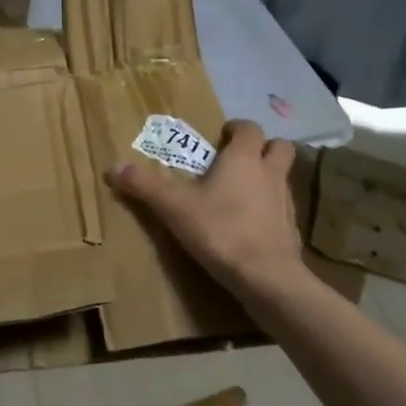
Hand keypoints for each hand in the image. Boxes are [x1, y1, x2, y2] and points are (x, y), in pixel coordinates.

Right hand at [106, 119, 307, 299]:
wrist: (265, 276)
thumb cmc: (220, 229)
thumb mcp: (173, 207)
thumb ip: (144, 186)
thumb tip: (113, 166)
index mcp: (244, 159)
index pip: (249, 129)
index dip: (237, 129)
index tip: (222, 135)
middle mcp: (271, 173)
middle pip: (279, 147)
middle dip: (263, 148)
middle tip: (238, 159)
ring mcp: (286, 202)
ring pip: (282, 178)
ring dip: (267, 178)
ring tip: (242, 192)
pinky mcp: (292, 230)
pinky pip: (282, 209)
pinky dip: (269, 210)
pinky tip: (250, 225)